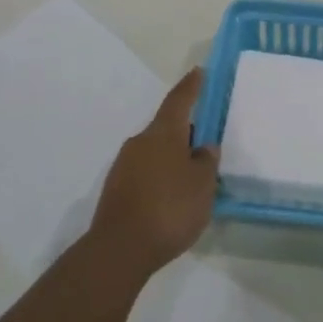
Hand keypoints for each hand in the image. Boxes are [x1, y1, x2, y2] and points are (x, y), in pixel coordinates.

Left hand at [88, 68, 218, 280]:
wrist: (119, 250)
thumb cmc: (169, 208)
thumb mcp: (202, 185)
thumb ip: (206, 161)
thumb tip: (203, 147)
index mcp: (163, 133)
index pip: (179, 100)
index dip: (191, 86)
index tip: (199, 72)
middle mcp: (140, 142)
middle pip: (166, 128)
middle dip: (185, 132)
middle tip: (205, 142)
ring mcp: (124, 166)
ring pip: (155, 152)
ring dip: (172, 157)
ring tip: (191, 177)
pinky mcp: (116, 190)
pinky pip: (145, 173)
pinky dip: (160, 177)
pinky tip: (171, 198)